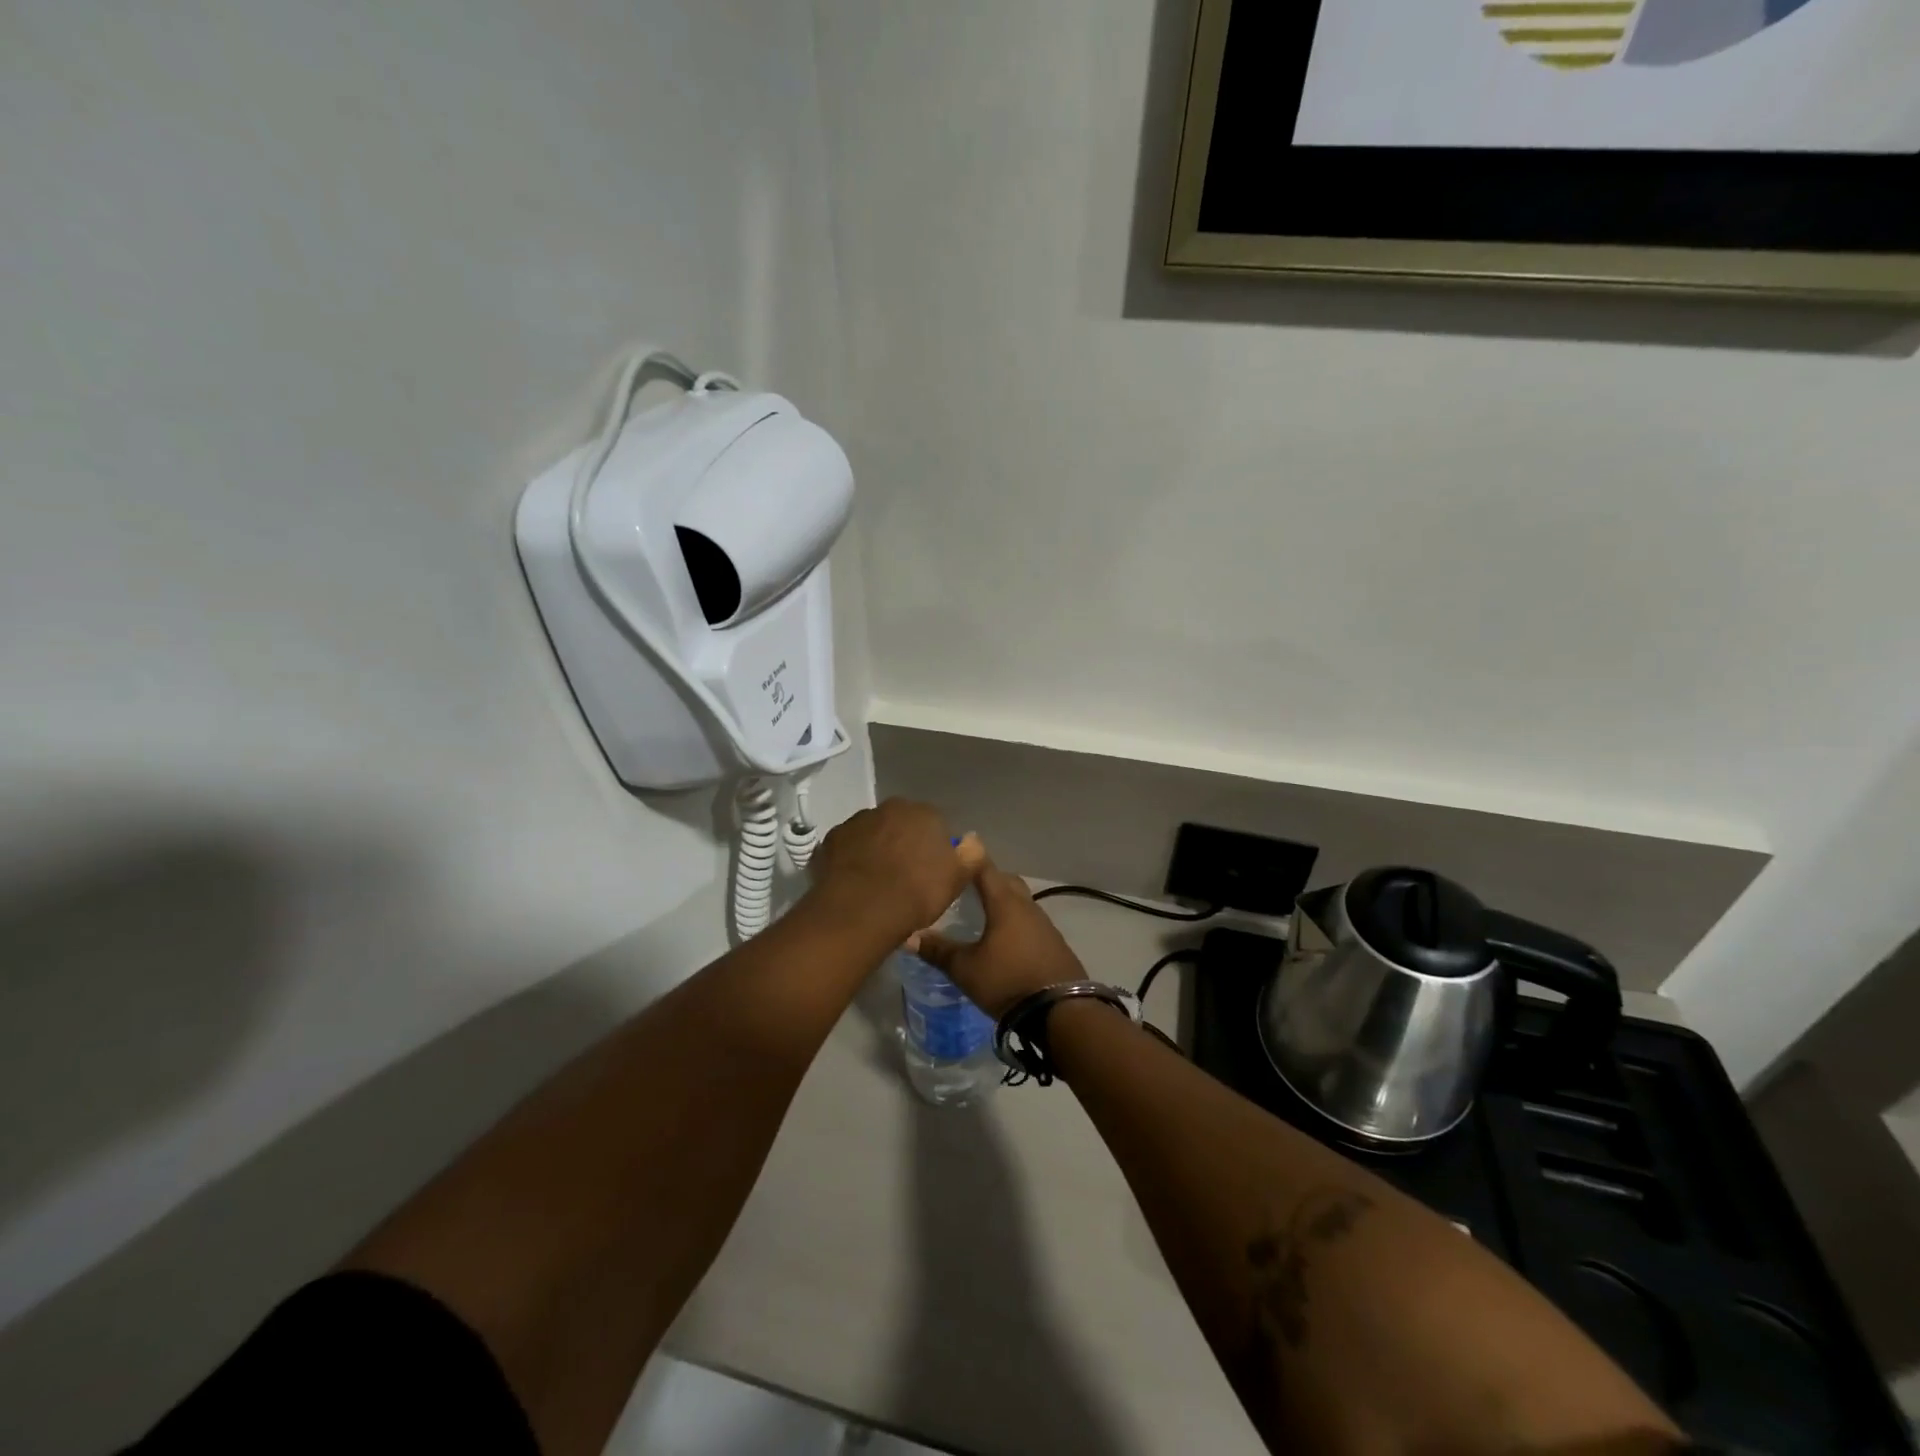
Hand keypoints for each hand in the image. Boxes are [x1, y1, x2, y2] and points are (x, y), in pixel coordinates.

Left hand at [807, 799, 983, 943]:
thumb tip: (971, 839)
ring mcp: (857, 821)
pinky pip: (848, 846)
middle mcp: (890, 808)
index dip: (934, 848)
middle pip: (901, 823)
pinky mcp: (830, 839)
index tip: (932, 871)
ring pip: (873, 832)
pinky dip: (852, 858)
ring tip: (877, 881)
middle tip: (905, 875)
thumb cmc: (917, 893)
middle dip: (903, 842)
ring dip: (876, 848)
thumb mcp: (957, 879)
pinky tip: (854, 882)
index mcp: (924, 813)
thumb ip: (970, 854)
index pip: (935, 824)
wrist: (861, 910)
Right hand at [911, 864, 1085, 1018]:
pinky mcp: (1053, 944)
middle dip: (986, 878)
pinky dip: (1013, 920)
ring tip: (981, 909)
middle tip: (965, 882)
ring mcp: (1044, 925)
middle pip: (1005, 882)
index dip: (970, 856)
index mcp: (1004, 903)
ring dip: (1001, 900)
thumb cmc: (1008, 981)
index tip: (957, 845)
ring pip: (1019, 902)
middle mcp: (1026, 906)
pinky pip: (1028, 921)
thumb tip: (908, 935)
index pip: (985, 868)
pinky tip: (1003, 936)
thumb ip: (938, 950)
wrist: (1061, 1011)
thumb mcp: (966, 969)